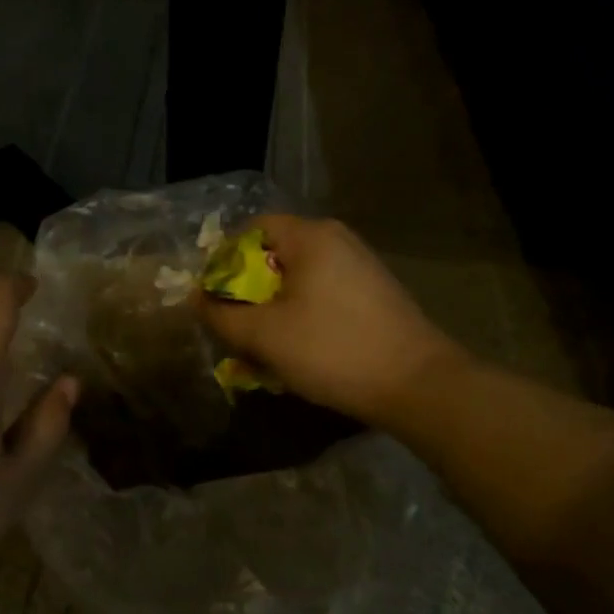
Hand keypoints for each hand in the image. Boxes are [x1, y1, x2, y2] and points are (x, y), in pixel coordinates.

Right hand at [195, 215, 463, 429]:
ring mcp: (360, 266)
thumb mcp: (265, 336)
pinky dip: (302, 316)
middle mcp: (338, 240)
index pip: (252, 228)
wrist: (417, 384)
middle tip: (235, 327)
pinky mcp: (374, 294)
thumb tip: (196, 299)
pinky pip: (323, 295)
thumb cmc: (333, 350)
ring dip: (274, 310)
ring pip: (299, 280)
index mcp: (311, 237)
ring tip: (264, 348)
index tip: (213, 297)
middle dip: (248, 291)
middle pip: (275, 254)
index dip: (224, 259)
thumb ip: (222, 316)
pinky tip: (300, 352)